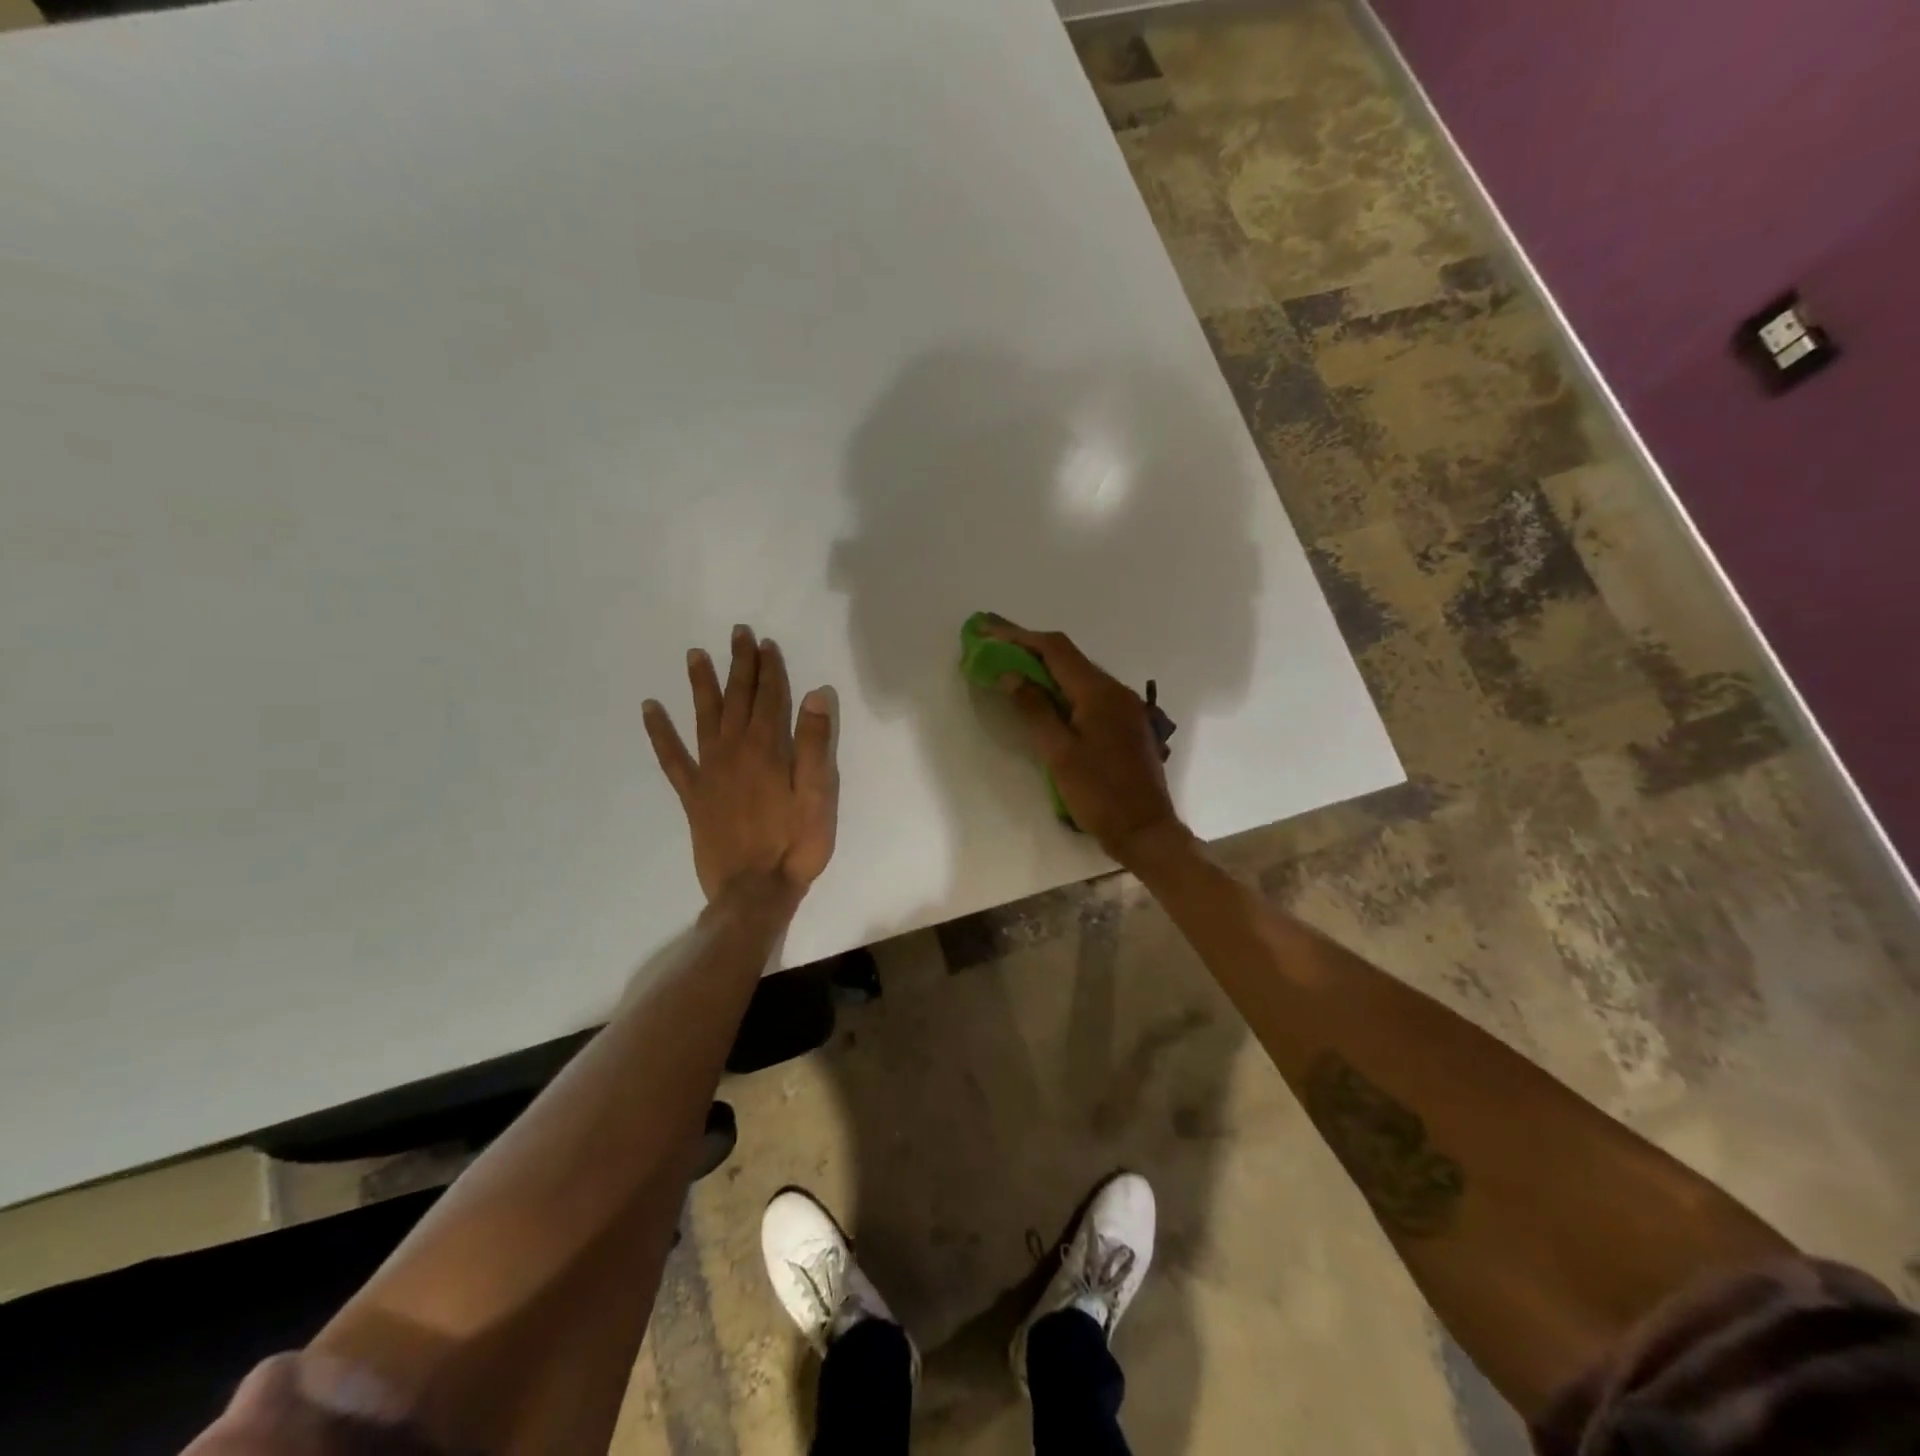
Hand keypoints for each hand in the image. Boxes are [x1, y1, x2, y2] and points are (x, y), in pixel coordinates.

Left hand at [643, 625, 838, 905]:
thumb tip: (815, 694)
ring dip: (702, 684)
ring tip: (695, 655)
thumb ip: (815, 744)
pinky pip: (671, 757)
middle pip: (738, 698)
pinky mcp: (692, 794)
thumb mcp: (819, 796)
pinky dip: (659, 732)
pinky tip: (650, 709)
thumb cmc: (795, 844)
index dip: (769, 669)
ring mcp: (709, 771)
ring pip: (704, 717)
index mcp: (768, 750)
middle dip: (739, 665)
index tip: (765, 643)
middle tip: (737, 634)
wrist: (753, 891)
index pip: (771, 698)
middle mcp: (734, 751)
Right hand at [984, 618, 1186, 863]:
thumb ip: (1035, 710)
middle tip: (992, 640)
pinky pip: (1087, 692)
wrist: (1145, 830)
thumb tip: (1011, 675)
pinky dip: (1060, 686)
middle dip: (1028, 646)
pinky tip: (1042, 694)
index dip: (1018, 635)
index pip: (1055, 650)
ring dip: (1044, 666)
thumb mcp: (1059, 753)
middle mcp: (1114, 690)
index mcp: (1099, 692)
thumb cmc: (1099, 794)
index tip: (986, 628)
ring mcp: (1123, 706)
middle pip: (1067, 657)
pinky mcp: (1124, 723)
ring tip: (1010, 663)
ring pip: (1078, 674)